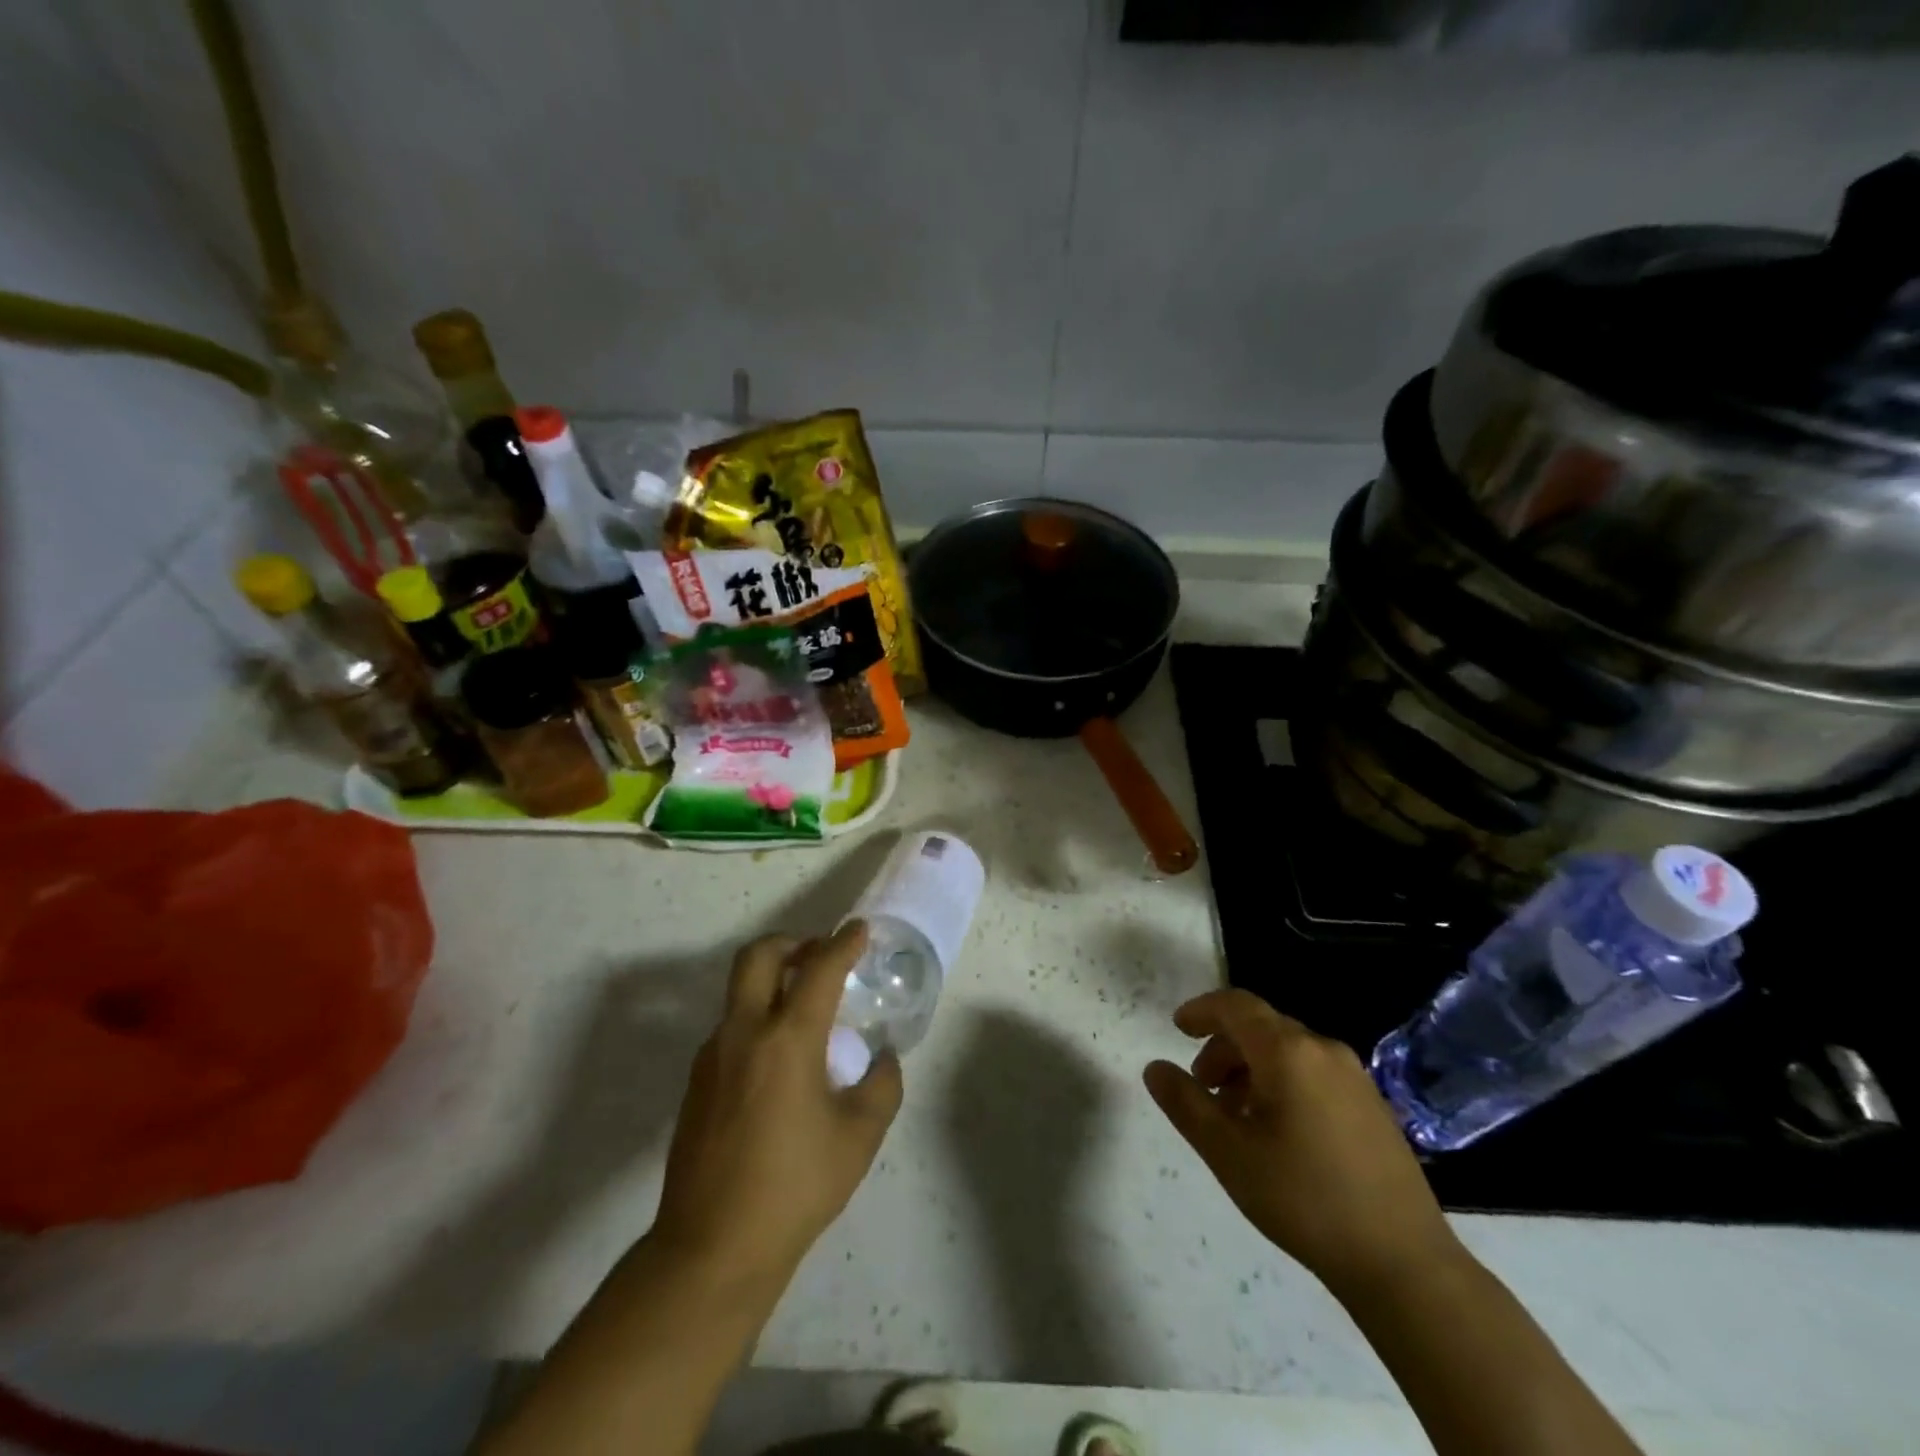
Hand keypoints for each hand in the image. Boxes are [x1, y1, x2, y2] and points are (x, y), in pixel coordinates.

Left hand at [650, 922, 902, 1283]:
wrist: (711, 1249)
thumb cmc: (794, 1188)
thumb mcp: (859, 1137)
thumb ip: (883, 1086)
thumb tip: (883, 1058)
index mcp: (787, 1039)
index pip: (819, 968)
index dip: (844, 942)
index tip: (860, 930)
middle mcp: (743, 1033)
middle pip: (758, 956)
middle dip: (792, 943)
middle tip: (819, 957)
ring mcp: (712, 1056)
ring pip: (740, 991)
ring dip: (773, 983)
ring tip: (807, 1015)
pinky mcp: (697, 1082)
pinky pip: (732, 1028)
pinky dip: (759, 1020)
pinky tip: (781, 1062)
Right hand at [1144, 989, 1461, 1299]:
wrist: (1404, 1263)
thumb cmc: (1304, 1198)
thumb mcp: (1228, 1152)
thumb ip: (1185, 1103)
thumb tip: (1154, 1068)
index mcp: (1288, 1052)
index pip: (1236, 1005)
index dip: (1202, 1010)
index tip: (1177, 1028)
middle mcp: (1324, 1050)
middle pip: (1261, 1027)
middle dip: (1223, 1048)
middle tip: (1201, 1087)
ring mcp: (1355, 1078)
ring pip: (1287, 1051)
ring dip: (1250, 1068)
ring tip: (1234, 1115)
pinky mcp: (1373, 1106)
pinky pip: (1313, 1073)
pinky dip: (1281, 1083)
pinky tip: (1276, 1131)